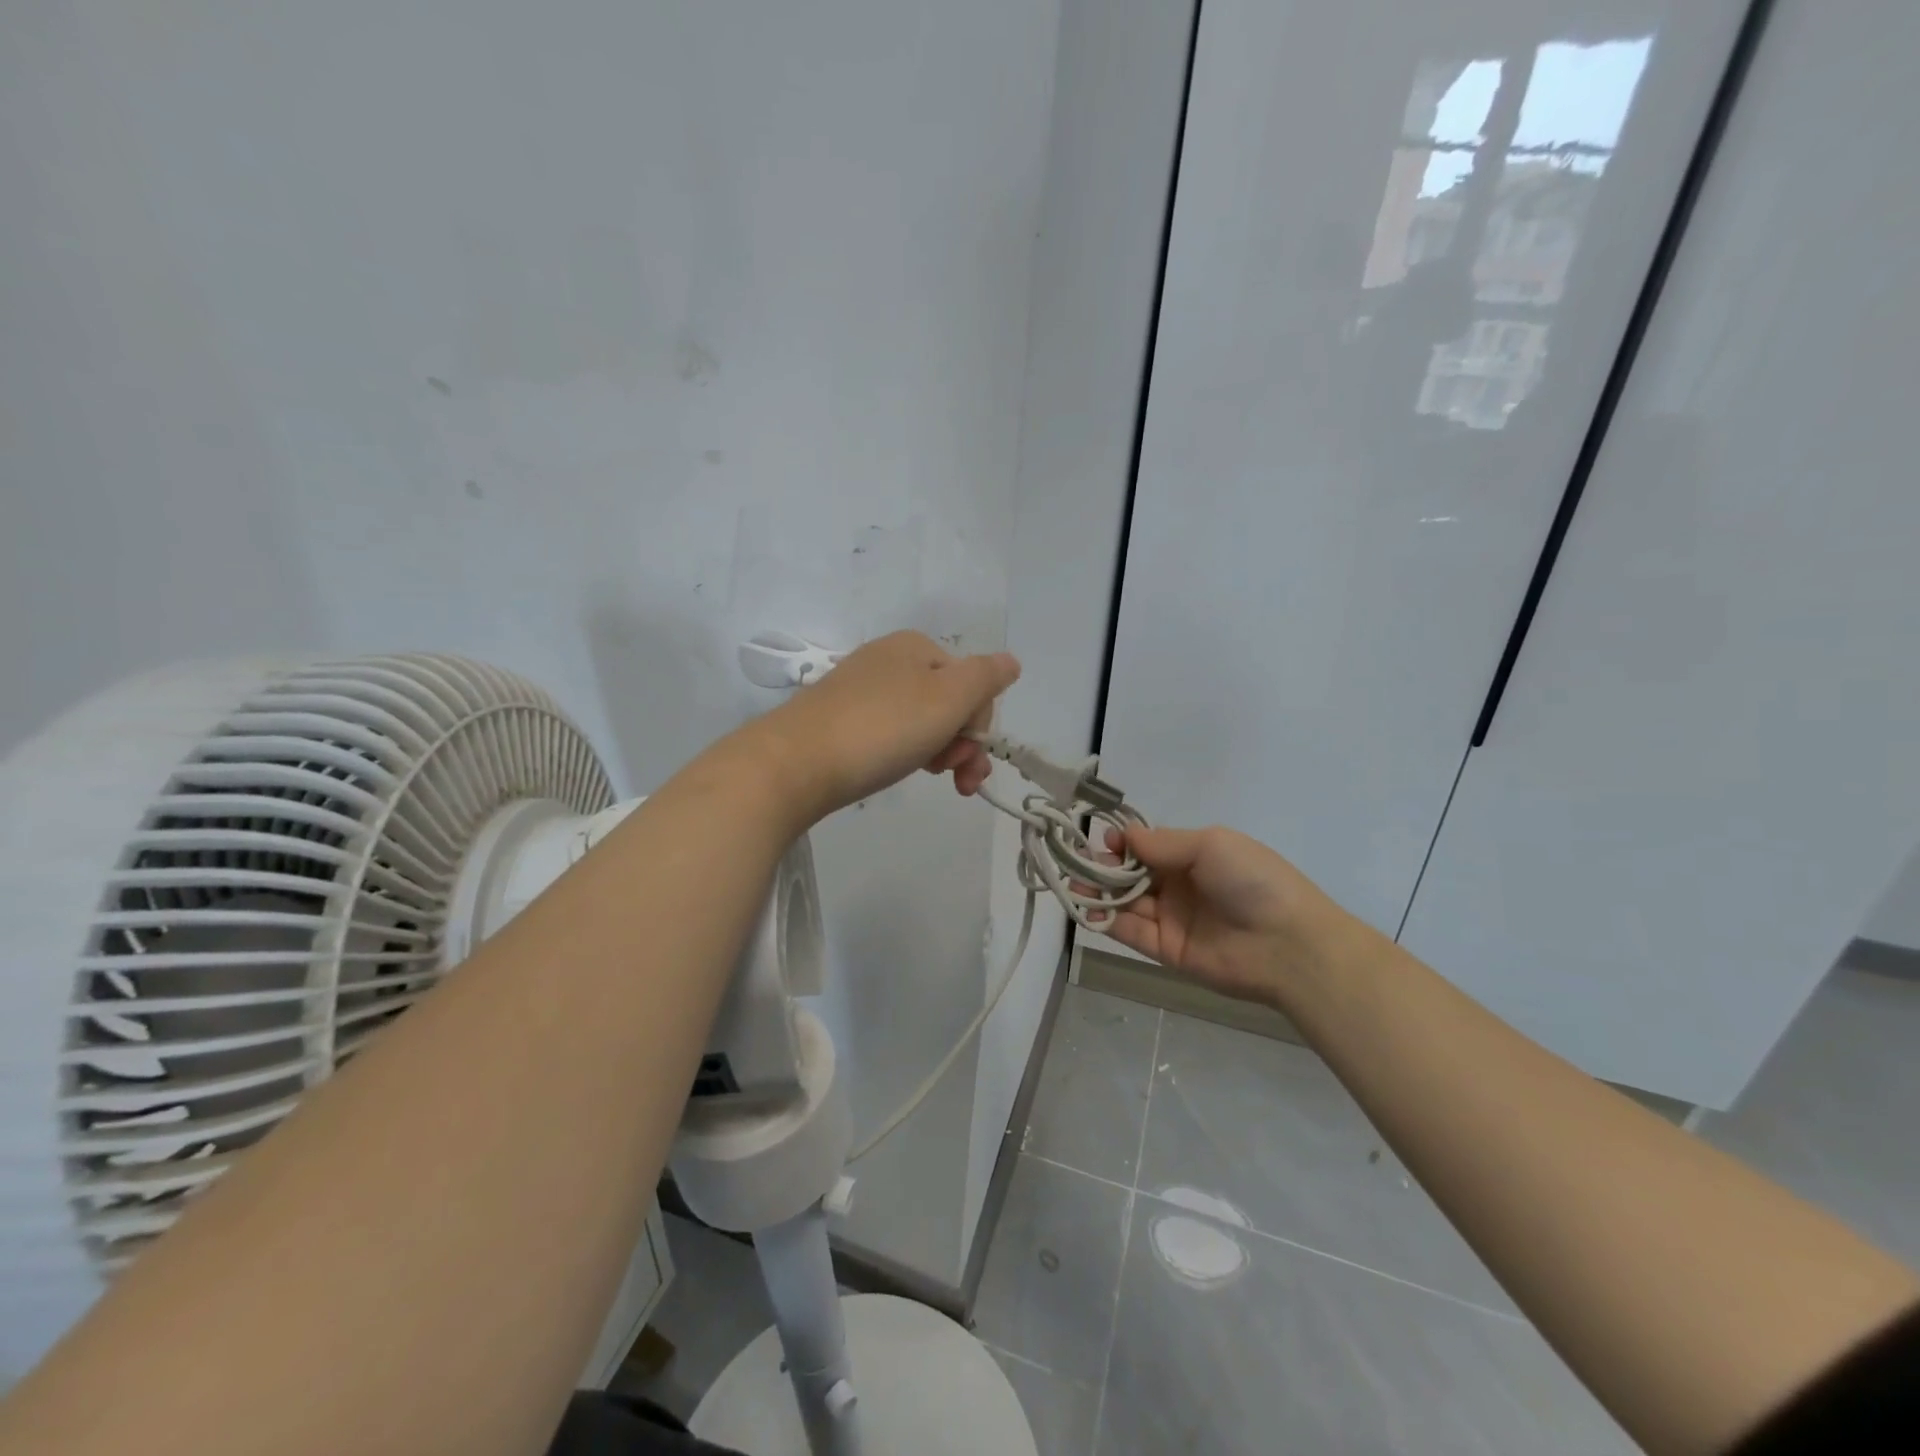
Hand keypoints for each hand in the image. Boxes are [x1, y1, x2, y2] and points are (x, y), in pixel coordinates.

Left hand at [755, 631, 1019, 819]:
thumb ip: (987, 677)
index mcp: (916, 647)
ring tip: (935, 780)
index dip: (979, 723)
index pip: (973, 683)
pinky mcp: (841, 720)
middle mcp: (889, 660)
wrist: (796, 763)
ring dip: (940, 753)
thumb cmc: (883, 727)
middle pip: (948, 703)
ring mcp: (862, 690)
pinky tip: (898, 770)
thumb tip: (1011, 661)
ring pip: (921, 722)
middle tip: (956, 780)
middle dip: (962, 743)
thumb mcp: (948, 698)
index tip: (969, 755)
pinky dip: (905, 754)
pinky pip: (890, 734)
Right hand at [1101, 824, 1363, 1008]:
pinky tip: (1089, 910)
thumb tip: (1123, 835)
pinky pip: (1131, 932)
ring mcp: (1172, 918)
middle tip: (1079, 865)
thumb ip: (1162, 843)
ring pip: (1126, 902)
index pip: (1147, 846)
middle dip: (1104, 867)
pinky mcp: (1166, 949)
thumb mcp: (1210, 845)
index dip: (1123, 842)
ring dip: (1099, 893)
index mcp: (1193, 855)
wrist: (1288, 944)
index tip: (1103, 840)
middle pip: (1131, 873)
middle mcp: (1179, 885)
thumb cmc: (1252, 881)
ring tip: (1075, 887)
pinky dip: (1107, 921)